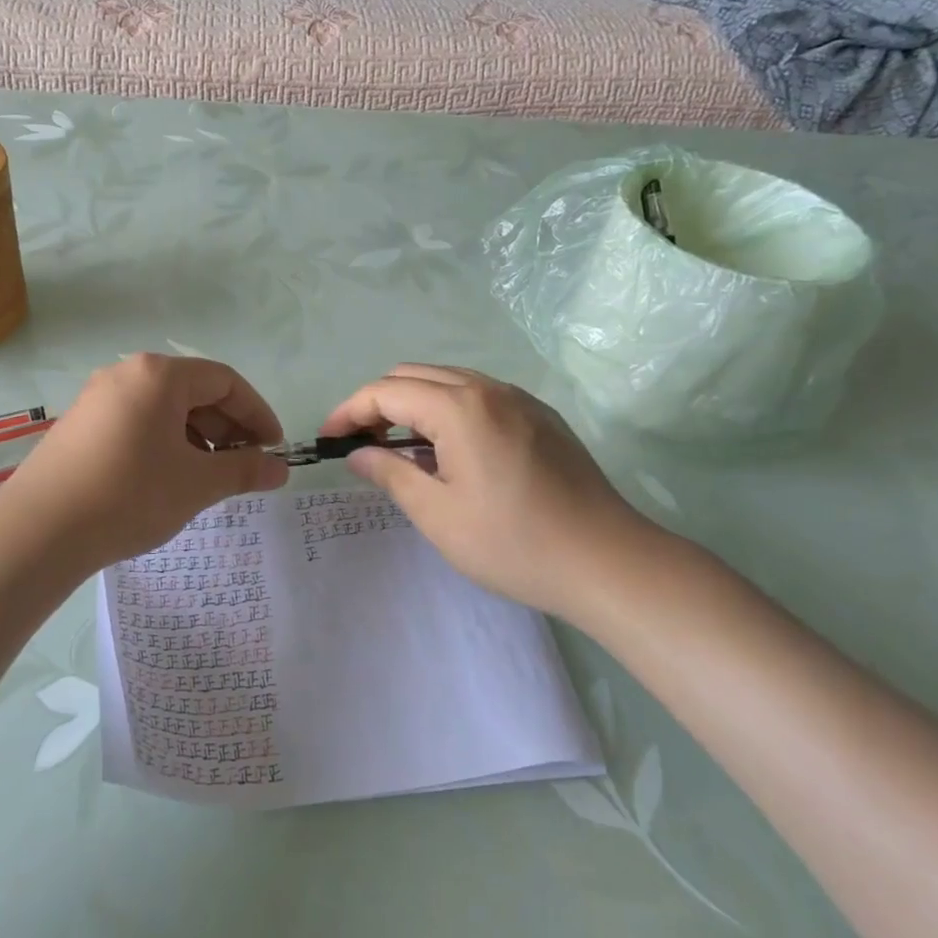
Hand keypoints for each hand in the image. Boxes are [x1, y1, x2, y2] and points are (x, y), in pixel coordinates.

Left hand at [0, 354, 289, 573]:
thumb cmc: (129, 495)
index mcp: (158, 375)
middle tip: (244, 467)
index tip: (274, 450)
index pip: (224, 381)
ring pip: (164, 408)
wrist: (38, 531)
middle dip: (226, 427)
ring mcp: (98, 397)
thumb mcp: (196, 483)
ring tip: (207, 477)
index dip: (256, 414)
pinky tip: (167, 478)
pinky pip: (137, 421)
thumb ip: (243, 470)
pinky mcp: (80, 423)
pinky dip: (164, 442)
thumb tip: (281, 469)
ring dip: (196, 437)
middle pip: (193, 391)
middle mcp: (126, 373)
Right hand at [320, 364, 658, 621]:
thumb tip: (357, 454)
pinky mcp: (541, 416)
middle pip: (414, 375)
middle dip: (379, 403)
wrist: (608, 562)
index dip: (349, 411)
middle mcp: (488, 388)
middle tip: (363, 445)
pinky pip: (479, 396)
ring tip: (402, 449)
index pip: (386, 391)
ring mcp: (519, 399)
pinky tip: (451, 452)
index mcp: (459, 407)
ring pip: (448, 381)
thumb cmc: (513, 543)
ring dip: (414, 404)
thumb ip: (391, 473)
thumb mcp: (438, 515)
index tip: (329, 440)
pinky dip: (448, 410)